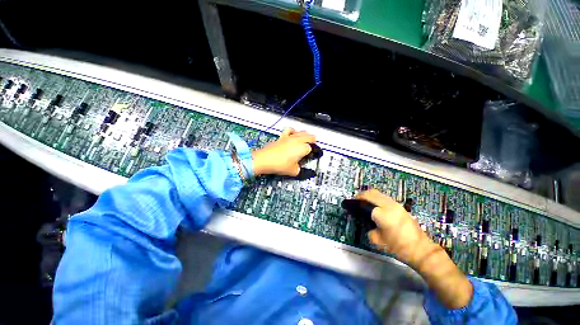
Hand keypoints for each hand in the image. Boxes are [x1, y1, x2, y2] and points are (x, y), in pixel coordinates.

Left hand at [252, 128, 315, 175]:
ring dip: (305, 134)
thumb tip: (299, 168)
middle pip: (309, 136)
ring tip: (306, 137)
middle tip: (314, 144)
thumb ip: (299, 169)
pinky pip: (289, 130)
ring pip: (301, 132)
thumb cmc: (279, 164)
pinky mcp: (282, 137)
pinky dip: (293, 131)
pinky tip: (293, 133)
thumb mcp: (293, 171)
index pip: (312, 148)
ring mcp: (289, 137)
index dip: (312, 152)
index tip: (311, 156)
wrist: (265, 160)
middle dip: (312, 140)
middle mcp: (297, 140)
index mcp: (303, 148)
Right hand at [356, 189, 430, 265]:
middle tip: (355, 202)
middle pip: (371, 193)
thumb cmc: (398, 247)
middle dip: (361, 195)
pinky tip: (375, 206)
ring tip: (364, 203)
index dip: (354, 202)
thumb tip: (366, 222)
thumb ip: (368, 228)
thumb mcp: (377, 240)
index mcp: (381, 213)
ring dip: (369, 196)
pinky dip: (376, 198)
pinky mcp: (400, 207)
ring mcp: (396, 204)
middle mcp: (388, 205)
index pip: (363, 201)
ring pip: (378, 193)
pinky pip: (384, 197)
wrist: (421, 250)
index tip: (348, 204)